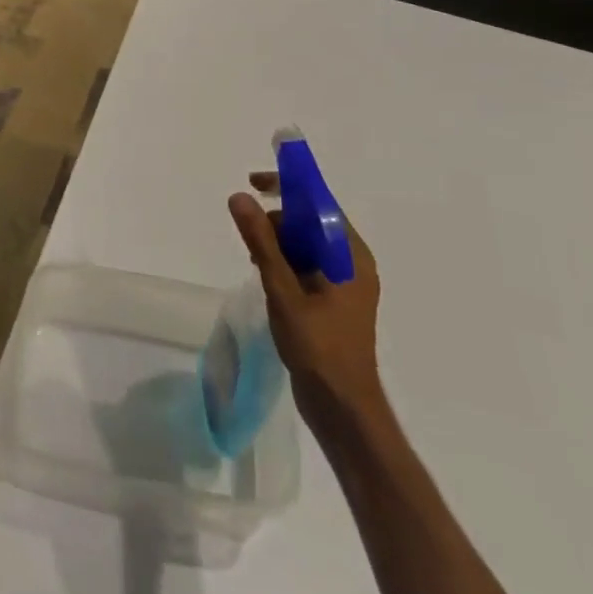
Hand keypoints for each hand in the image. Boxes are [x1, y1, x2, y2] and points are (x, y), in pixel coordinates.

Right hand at [229, 175, 382, 422]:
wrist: (343, 411)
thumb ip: (262, 242)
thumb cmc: (319, 348)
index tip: (253, 182)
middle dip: (277, 221)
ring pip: (305, 244)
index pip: (319, 201)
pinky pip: (305, 265)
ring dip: (278, 243)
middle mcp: (352, 262)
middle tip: (250, 242)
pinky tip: (265, 278)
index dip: (286, 185)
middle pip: (310, 221)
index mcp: (350, 255)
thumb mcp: (284, 291)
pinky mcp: (332, 301)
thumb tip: (240, 197)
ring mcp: (343, 284)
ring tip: (255, 263)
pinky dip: (284, 263)